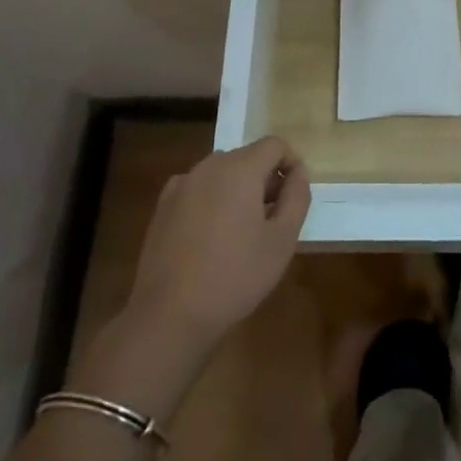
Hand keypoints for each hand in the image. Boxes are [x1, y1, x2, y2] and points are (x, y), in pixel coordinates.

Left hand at [122, 138, 310, 358]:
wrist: (169, 316)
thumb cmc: (235, 276)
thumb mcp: (282, 240)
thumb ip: (297, 197)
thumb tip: (297, 173)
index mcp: (239, 169)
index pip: (274, 144)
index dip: (291, 163)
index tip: (295, 195)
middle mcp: (208, 166)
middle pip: (247, 157)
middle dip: (265, 178)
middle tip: (274, 217)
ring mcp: (181, 185)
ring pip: (221, 173)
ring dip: (238, 189)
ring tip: (243, 230)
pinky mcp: (163, 207)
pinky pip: (198, 190)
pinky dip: (211, 200)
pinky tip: (211, 236)